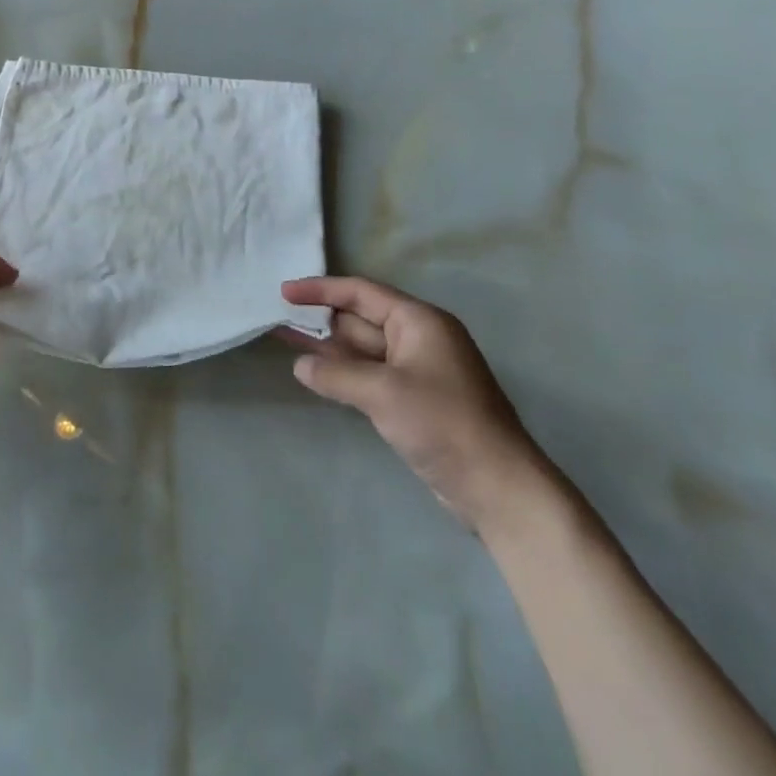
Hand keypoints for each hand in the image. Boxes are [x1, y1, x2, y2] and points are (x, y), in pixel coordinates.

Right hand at [282, 276, 548, 532]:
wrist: (497, 486)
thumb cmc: (442, 423)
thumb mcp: (382, 393)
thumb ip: (336, 375)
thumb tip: (300, 366)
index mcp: (419, 321)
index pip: (361, 293)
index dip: (320, 289)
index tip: (284, 291)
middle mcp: (419, 338)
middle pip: (361, 319)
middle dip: (321, 318)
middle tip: (277, 316)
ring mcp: (417, 371)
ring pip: (363, 349)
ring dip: (328, 347)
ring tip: (286, 339)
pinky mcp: (415, 400)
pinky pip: (371, 375)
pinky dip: (344, 373)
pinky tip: (318, 375)